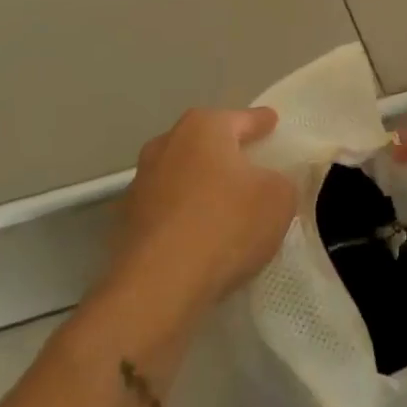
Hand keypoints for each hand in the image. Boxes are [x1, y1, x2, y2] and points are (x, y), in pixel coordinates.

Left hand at [115, 107, 295, 305]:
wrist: (158, 286)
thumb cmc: (226, 225)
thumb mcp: (279, 199)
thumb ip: (280, 181)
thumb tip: (268, 184)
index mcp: (204, 128)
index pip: (242, 119)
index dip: (261, 123)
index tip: (272, 122)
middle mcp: (167, 145)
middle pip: (205, 144)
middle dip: (225, 153)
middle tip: (250, 166)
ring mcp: (140, 184)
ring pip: (182, 176)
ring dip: (200, 186)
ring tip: (225, 207)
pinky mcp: (125, 223)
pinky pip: (166, 210)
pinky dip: (182, 217)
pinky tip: (199, 238)